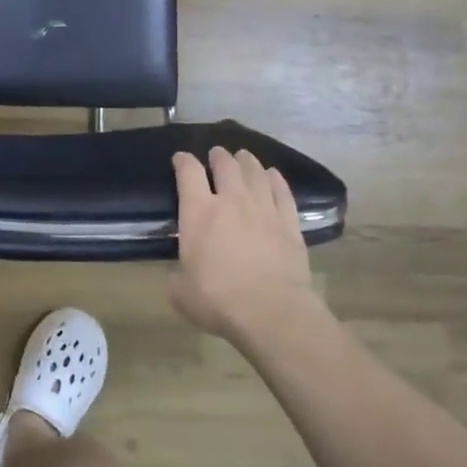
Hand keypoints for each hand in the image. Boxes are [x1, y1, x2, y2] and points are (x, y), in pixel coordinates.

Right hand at [170, 146, 318, 341]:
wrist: (271, 312)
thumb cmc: (218, 300)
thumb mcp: (181, 292)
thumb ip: (177, 276)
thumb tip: (179, 274)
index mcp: (198, 212)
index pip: (188, 172)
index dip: (183, 160)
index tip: (180, 158)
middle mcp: (231, 200)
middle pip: (225, 164)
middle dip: (218, 156)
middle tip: (216, 154)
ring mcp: (263, 209)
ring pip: (255, 172)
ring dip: (247, 161)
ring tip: (243, 157)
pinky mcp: (289, 223)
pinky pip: (282, 191)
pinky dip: (276, 179)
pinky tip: (273, 175)